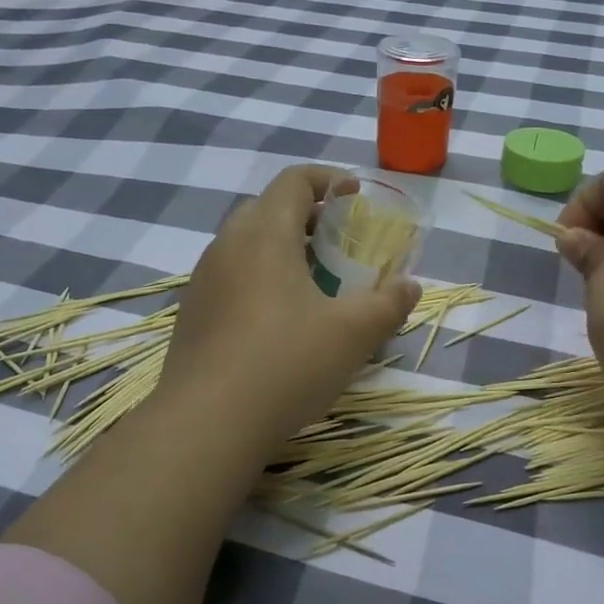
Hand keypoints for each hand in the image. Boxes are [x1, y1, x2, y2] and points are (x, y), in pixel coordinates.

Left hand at [162, 165, 420, 449]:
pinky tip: (279, 319)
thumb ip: (388, 304)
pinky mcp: (193, 314)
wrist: (206, 424)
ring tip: (314, 280)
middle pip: (267, 208)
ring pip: (246, 244)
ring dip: (282, 247)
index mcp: (265, 234)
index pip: (294, 181)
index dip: (328, 179)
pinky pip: (231, 276)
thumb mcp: (353, 334)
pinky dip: (260, 277)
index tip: (355, 196)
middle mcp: (227, 246)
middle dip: (307, 214)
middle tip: (338, 240)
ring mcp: (203, 280)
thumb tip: (410, 286)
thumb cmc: (287, 364)